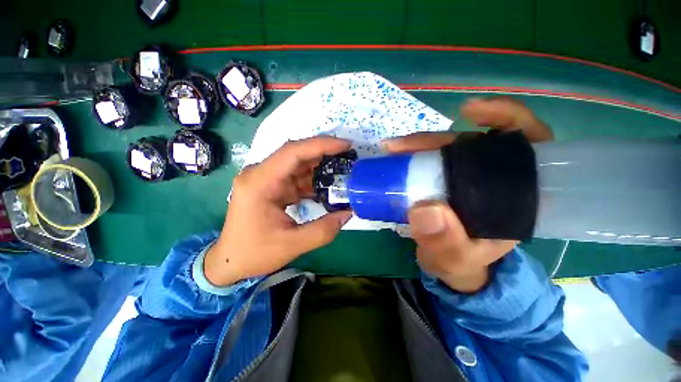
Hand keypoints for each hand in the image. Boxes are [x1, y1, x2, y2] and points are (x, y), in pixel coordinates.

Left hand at [204, 137, 353, 286]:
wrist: (229, 262)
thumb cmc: (254, 253)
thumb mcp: (291, 245)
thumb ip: (323, 230)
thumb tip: (348, 213)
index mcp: (260, 183)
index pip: (292, 152)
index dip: (321, 145)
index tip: (345, 145)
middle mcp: (260, 174)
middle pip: (296, 154)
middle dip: (324, 152)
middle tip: (348, 155)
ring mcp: (266, 180)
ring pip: (298, 164)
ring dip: (320, 166)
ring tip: (343, 169)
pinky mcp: (272, 187)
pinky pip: (296, 177)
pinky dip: (313, 179)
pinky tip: (328, 185)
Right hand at [383, 97, 552, 292]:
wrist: (448, 266)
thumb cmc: (460, 264)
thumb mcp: (454, 261)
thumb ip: (445, 244)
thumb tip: (426, 210)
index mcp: (515, 195)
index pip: (528, 144)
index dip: (505, 118)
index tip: (471, 112)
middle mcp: (494, 178)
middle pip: (473, 143)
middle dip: (438, 139)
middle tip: (402, 146)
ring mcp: (467, 177)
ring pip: (448, 148)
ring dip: (420, 145)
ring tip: (394, 149)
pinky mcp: (446, 180)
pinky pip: (433, 158)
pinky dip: (416, 152)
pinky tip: (400, 152)